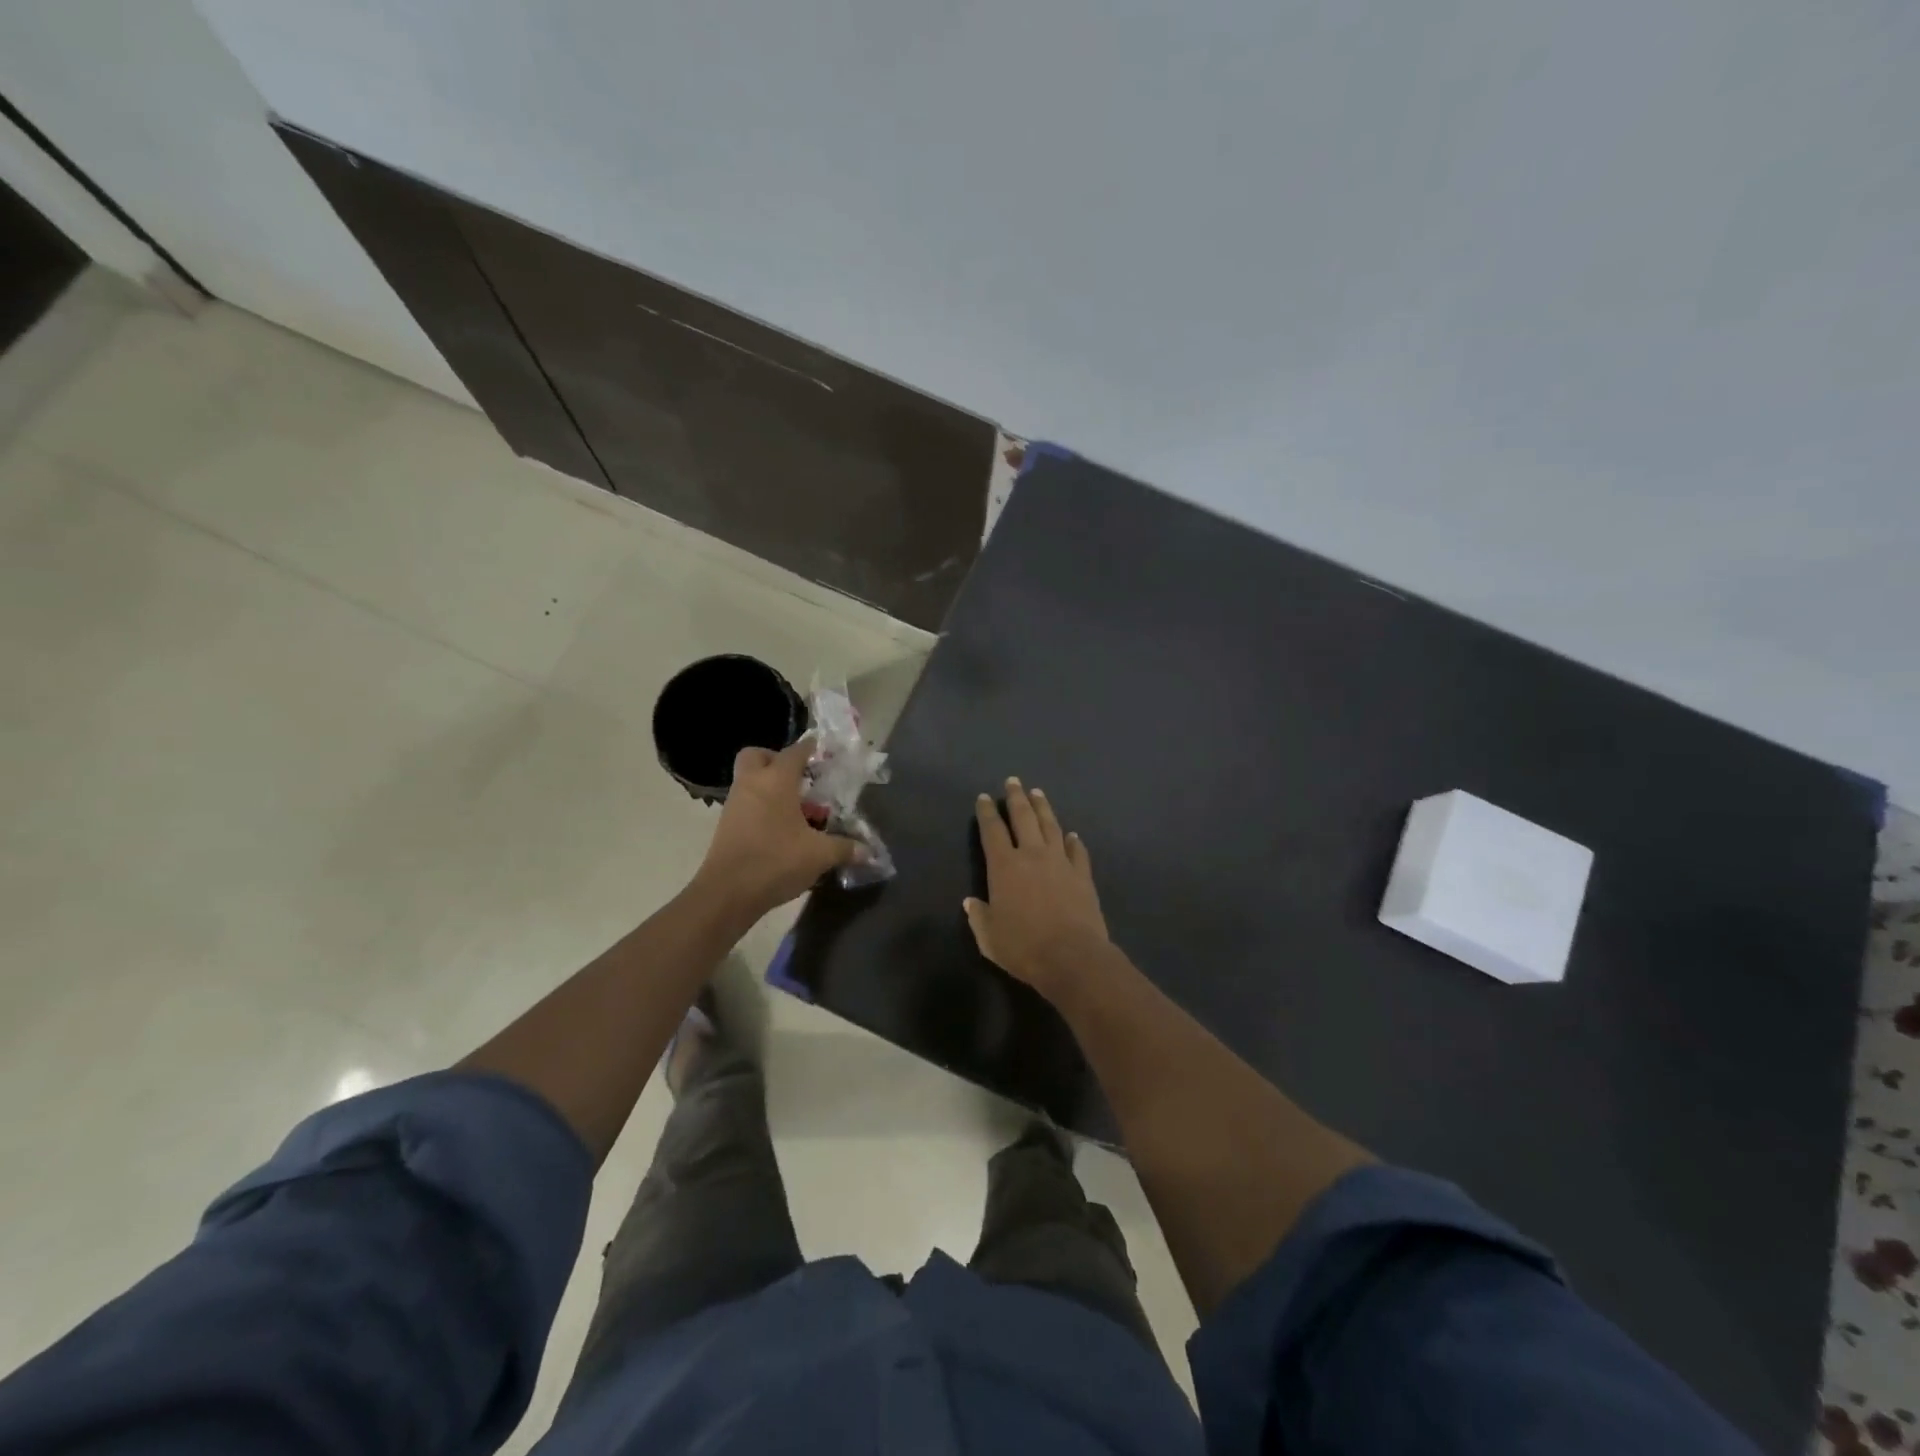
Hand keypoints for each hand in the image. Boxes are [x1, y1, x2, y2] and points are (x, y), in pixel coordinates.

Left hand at [694, 739, 860, 917]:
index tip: (824, 751)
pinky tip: (782, 830)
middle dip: (777, 760)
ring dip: (771, 788)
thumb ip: (845, 848)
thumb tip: (869, 852)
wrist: (727, 893)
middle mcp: (752, 784)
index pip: (795, 751)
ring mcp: (735, 804)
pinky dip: (762, 808)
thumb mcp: (819, 855)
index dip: (811, 748)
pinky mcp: (726, 825)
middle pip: (758, 755)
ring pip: (751, 781)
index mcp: (776, 781)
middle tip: (799, 778)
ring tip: (798, 811)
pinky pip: (746, 803)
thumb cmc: (776, 861)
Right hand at [964, 778, 1109, 998]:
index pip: (992, 831)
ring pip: (1051, 826)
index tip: (984, 797)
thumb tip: (971, 902)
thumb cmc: (1023, 947)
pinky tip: (1071, 834)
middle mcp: (1032, 855)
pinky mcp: (1083, 875)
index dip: (987, 813)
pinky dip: (1073, 841)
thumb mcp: (989, 937)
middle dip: (1016, 798)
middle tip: (1013, 781)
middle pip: (1023, 818)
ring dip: (1043, 808)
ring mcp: (1061, 862)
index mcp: (1004, 867)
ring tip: (1038, 794)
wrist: (1072, 957)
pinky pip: (1077, 851)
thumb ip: (979, 917)